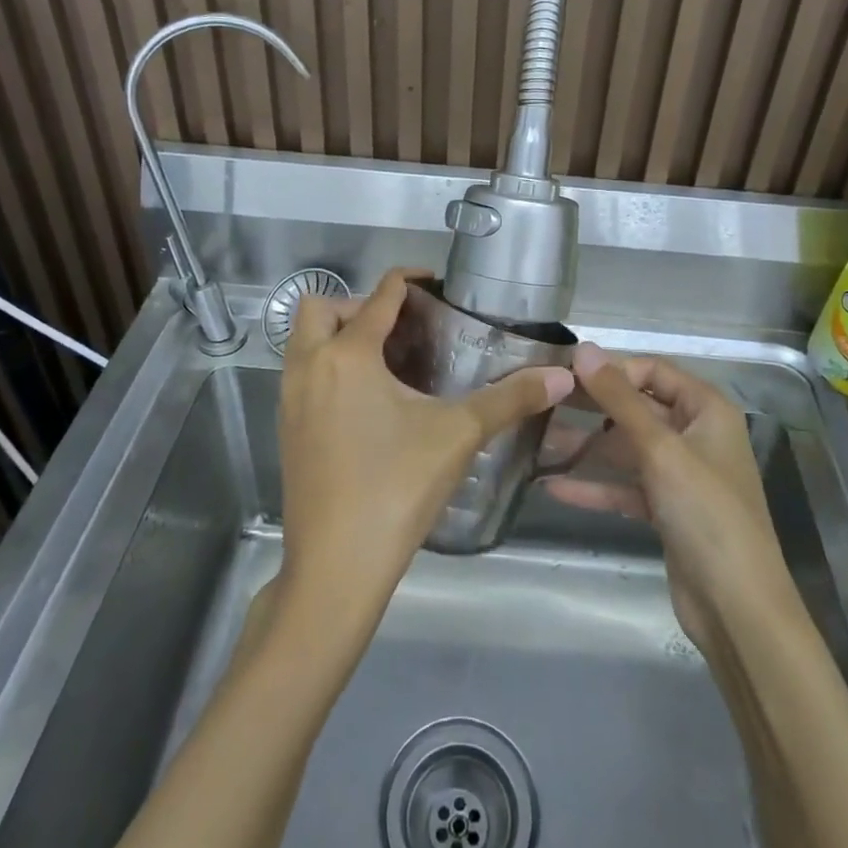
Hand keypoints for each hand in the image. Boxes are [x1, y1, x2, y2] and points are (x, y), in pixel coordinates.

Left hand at [276, 268, 574, 635]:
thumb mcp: (458, 435)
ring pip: (304, 342)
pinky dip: (328, 367)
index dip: (410, 282)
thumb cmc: (396, 488)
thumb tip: (562, 376)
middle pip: (321, 308)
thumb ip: (510, 399)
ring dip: (338, 335)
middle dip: (358, 305)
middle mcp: (309, 367)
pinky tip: (367, 402)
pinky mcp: (286, 429)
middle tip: (402, 329)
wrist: (336, 566)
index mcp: (348, 355)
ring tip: (388, 361)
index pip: (378, 296)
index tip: (437, 285)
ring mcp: (290, 399)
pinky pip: (302, 374)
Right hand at [542, 344, 803, 649]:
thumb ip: (619, 399)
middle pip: (637, 407)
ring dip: (587, 447)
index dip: (611, 369)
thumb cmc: (706, 513)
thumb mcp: (660, 449)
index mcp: (707, 410)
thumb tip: (584, 349)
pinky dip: (595, 486)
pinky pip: (625, 486)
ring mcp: (681, 474)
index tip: (564, 374)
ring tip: (538, 443)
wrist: (737, 608)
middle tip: (544, 402)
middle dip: (592, 407)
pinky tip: (554, 487)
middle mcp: (695, 434)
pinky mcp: (666, 509)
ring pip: (627, 447)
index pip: (652, 371)